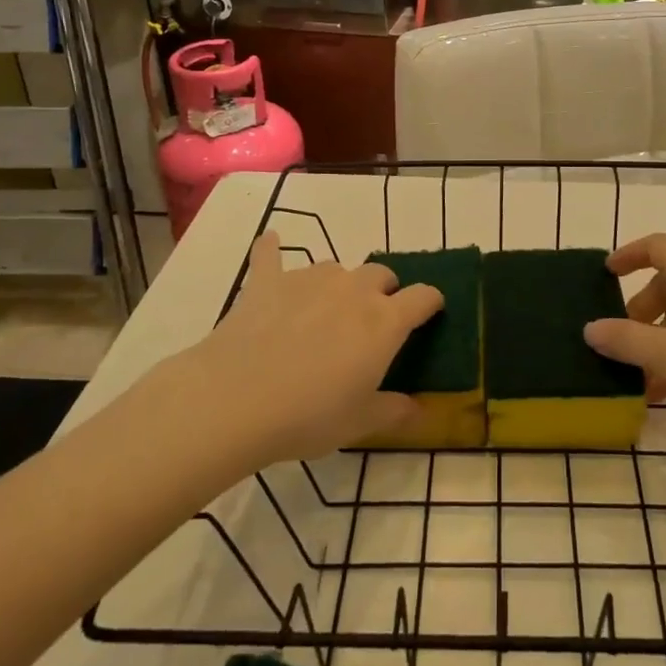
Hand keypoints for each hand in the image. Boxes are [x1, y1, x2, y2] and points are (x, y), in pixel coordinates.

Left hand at [183, 233, 444, 463]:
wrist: (235, 400)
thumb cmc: (308, 415)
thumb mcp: (360, 423)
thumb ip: (395, 411)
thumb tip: (421, 409)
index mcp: (385, 322)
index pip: (423, 297)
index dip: (431, 302)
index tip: (430, 313)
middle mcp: (353, 289)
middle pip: (381, 274)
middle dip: (383, 292)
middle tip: (370, 322)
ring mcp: (309, 279)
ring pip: (336, 268)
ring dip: (338, 284)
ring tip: (324, 310)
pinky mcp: (267, 281)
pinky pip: (271, 255)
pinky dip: (272, 249)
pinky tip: (269, 241)